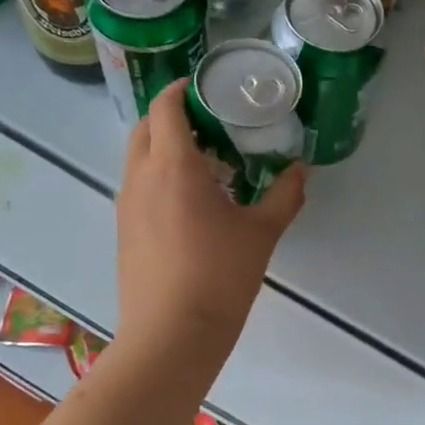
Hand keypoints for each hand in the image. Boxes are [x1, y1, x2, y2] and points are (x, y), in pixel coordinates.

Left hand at [114, 79, 304, 364]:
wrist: (172, 335)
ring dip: (165, 148)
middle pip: (146, 127)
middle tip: (213, 126)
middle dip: (174, 116)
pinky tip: (191, 204)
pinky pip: (138, 187)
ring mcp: (126, 205)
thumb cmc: (219, 277)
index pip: (165, 106)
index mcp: (173, 166)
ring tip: (206, 165)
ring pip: (138, 158)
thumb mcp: (262, 234)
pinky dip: (159, 178)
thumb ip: (284, 196)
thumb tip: (301, 170)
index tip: (209, 89)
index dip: (183, 88)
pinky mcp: (124, 230)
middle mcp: (141, 177)